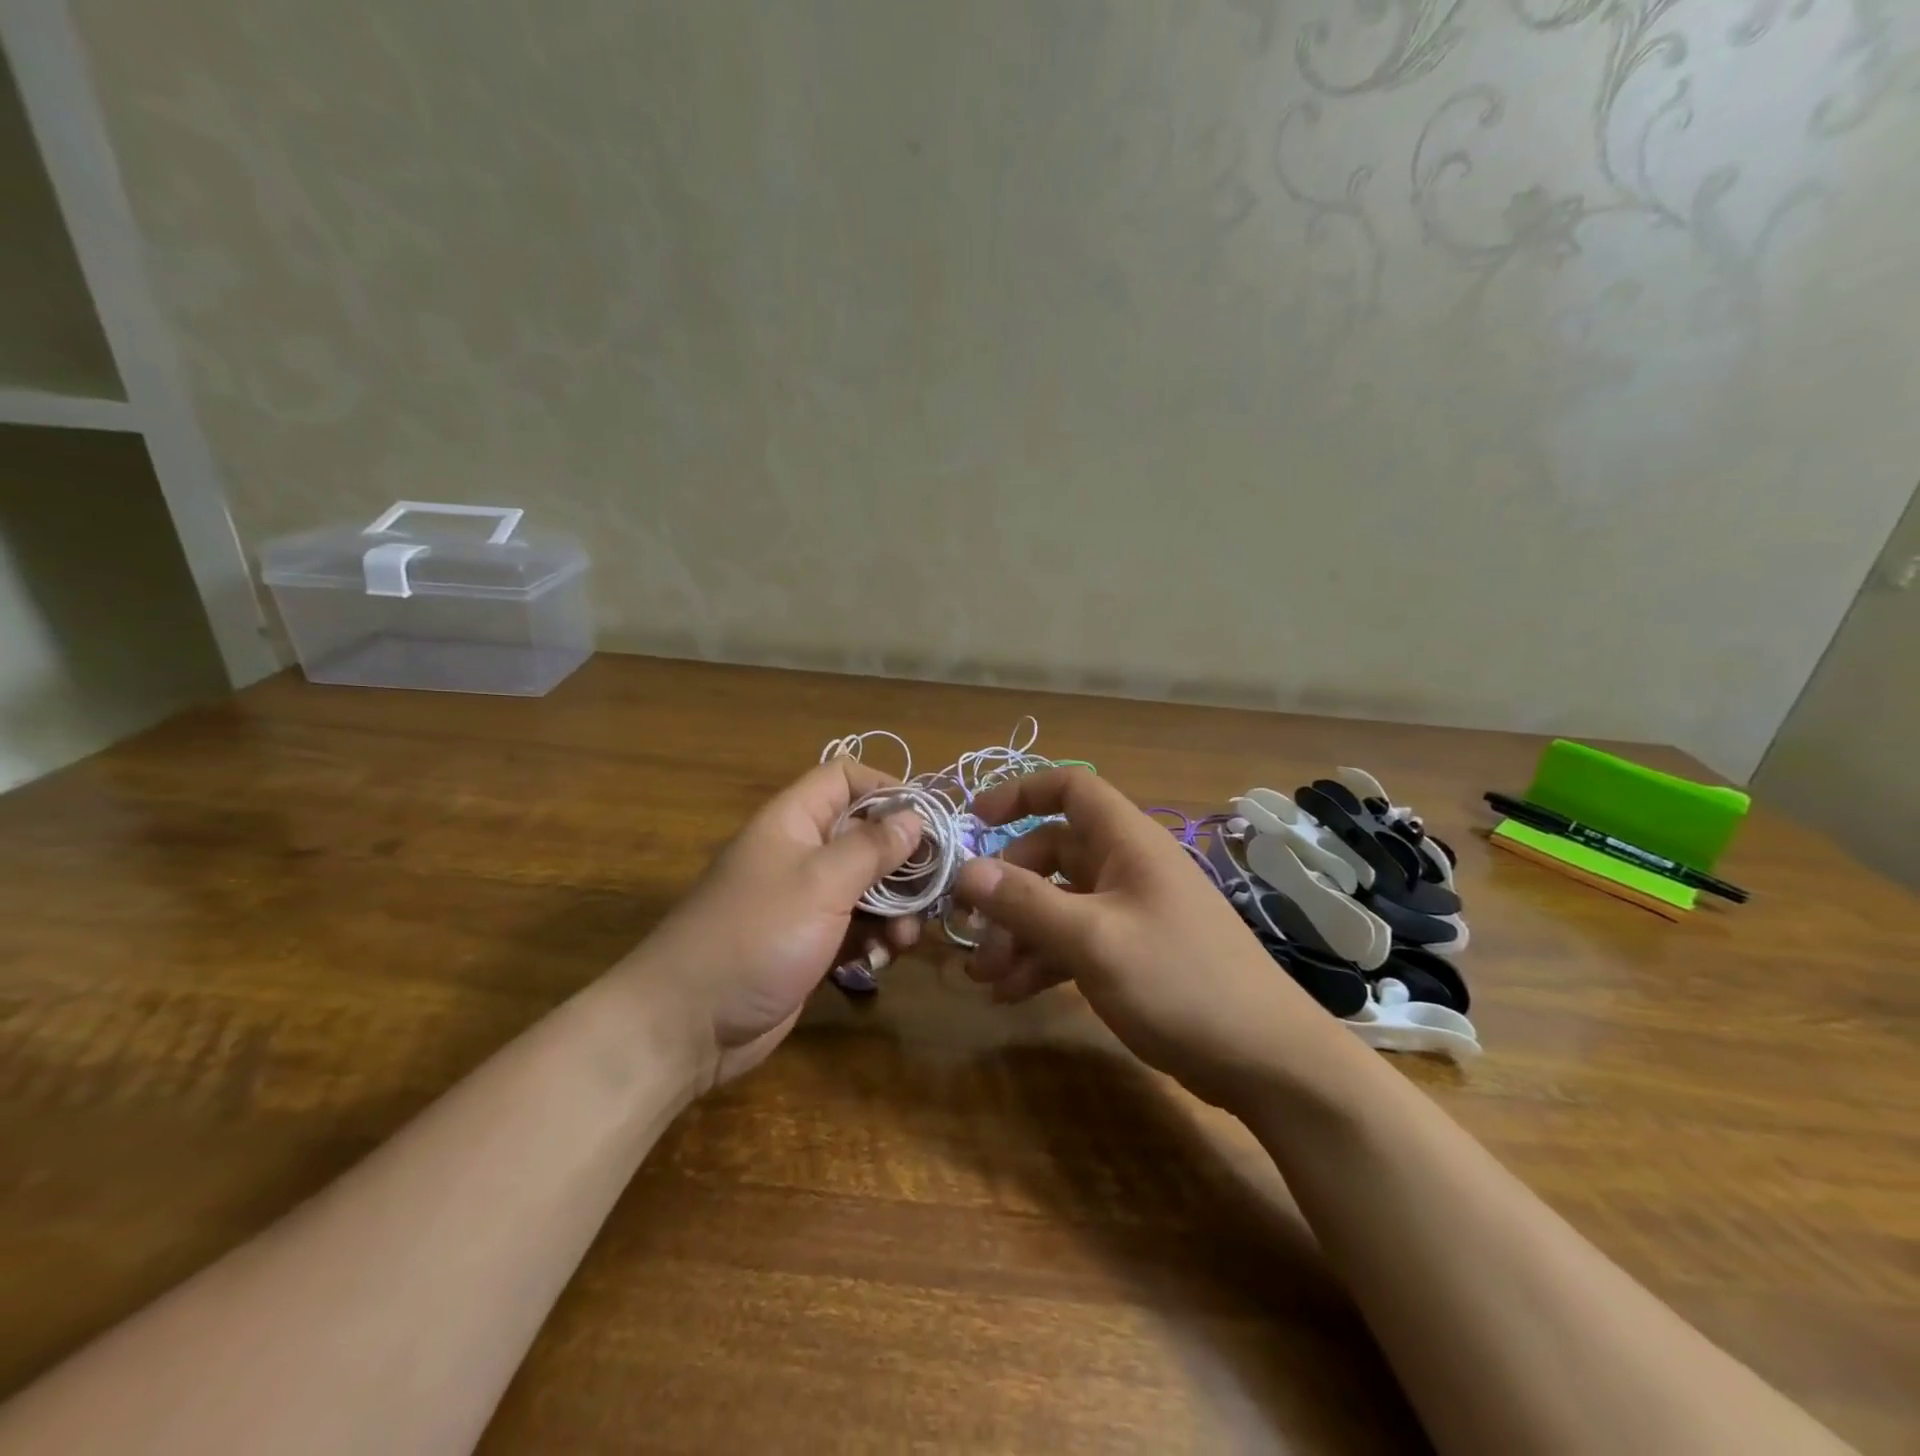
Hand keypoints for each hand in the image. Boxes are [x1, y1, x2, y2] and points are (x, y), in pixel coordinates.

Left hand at [630, 759, 923, 1090]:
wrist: (687, 1025)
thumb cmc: (755, 936)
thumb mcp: (821, 883)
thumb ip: (872, 846)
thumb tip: (914, 816)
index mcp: (794, 821)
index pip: (845, 778)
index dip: (887, 789)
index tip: (927, 822)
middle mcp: (801, 853)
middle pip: (867, 835)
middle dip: (903, 862)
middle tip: (930, 891)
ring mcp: (806, 901)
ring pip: (869, 886)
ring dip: (895, 909)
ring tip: (903, 938)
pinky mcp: (811, 943)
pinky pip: (857, 927)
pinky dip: (875, 940)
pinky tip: (880, 961)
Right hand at [951, 768, 1341, 1107]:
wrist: (1266, 1060)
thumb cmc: (1180, 981)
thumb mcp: (1094, 939)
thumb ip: (1027, 902)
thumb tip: (966, 870)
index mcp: (1127, 842)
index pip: (1071, 789)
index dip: (1021, 793)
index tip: (975, 822)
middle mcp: (1128, 868)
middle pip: (1052, 854)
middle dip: (1008, 889)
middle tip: (971, 930)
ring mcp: (1132, 912)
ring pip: (1059, 904)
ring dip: (1018, 933)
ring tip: (982, 976)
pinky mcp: (1134, 954)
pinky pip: (1075, 942)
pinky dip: (1042, 960)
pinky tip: (1011, 994)